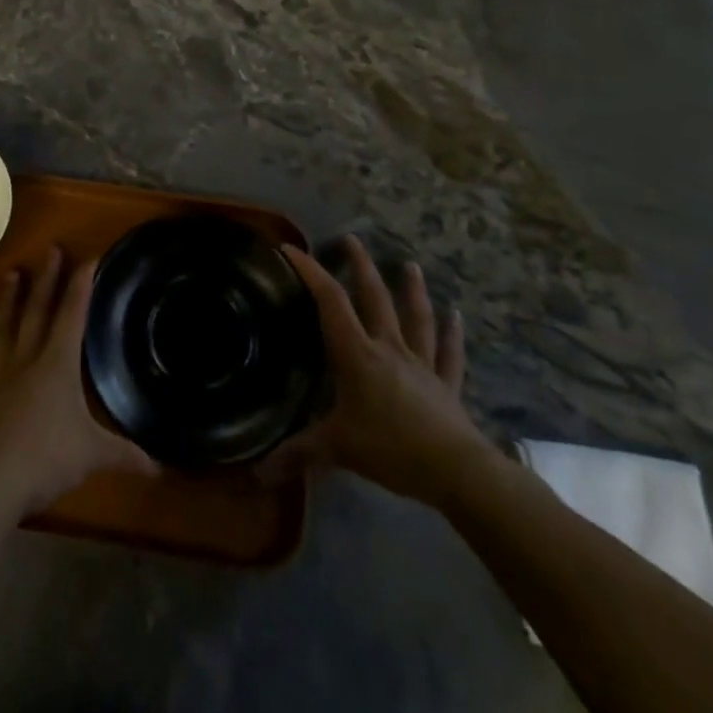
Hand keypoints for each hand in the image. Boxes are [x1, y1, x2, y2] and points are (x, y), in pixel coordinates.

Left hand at [0, 247, 154, 517]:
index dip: (81, 285)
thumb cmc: (48, 457)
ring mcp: (2, 376)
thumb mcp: (94, 454)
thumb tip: (160, 466)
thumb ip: (126, 454)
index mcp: (58, 363)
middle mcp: (29, 360)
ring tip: (12, 274)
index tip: (89, 257)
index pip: (73, 314)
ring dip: (11, 299)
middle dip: (47, 279)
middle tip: (51, 250)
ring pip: (6, 327)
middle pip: (38, 311)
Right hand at [266, 237, 495, 505]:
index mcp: (357, 354)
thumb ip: (297, 454)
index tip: (292, 249)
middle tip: (353, 239)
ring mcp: (422, 365)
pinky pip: (450, 354)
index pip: (330, 302)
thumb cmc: (391, 448)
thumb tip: (254, 473)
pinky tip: (457, 316)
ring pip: (416, 318)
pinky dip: (453, 335)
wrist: (457, 472)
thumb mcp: (337, 449)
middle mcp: (389, 348)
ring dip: (412, 290)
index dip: (310, 272)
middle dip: (361, 266)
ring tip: (410, 264)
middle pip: (374, 298)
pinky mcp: (447, 385)